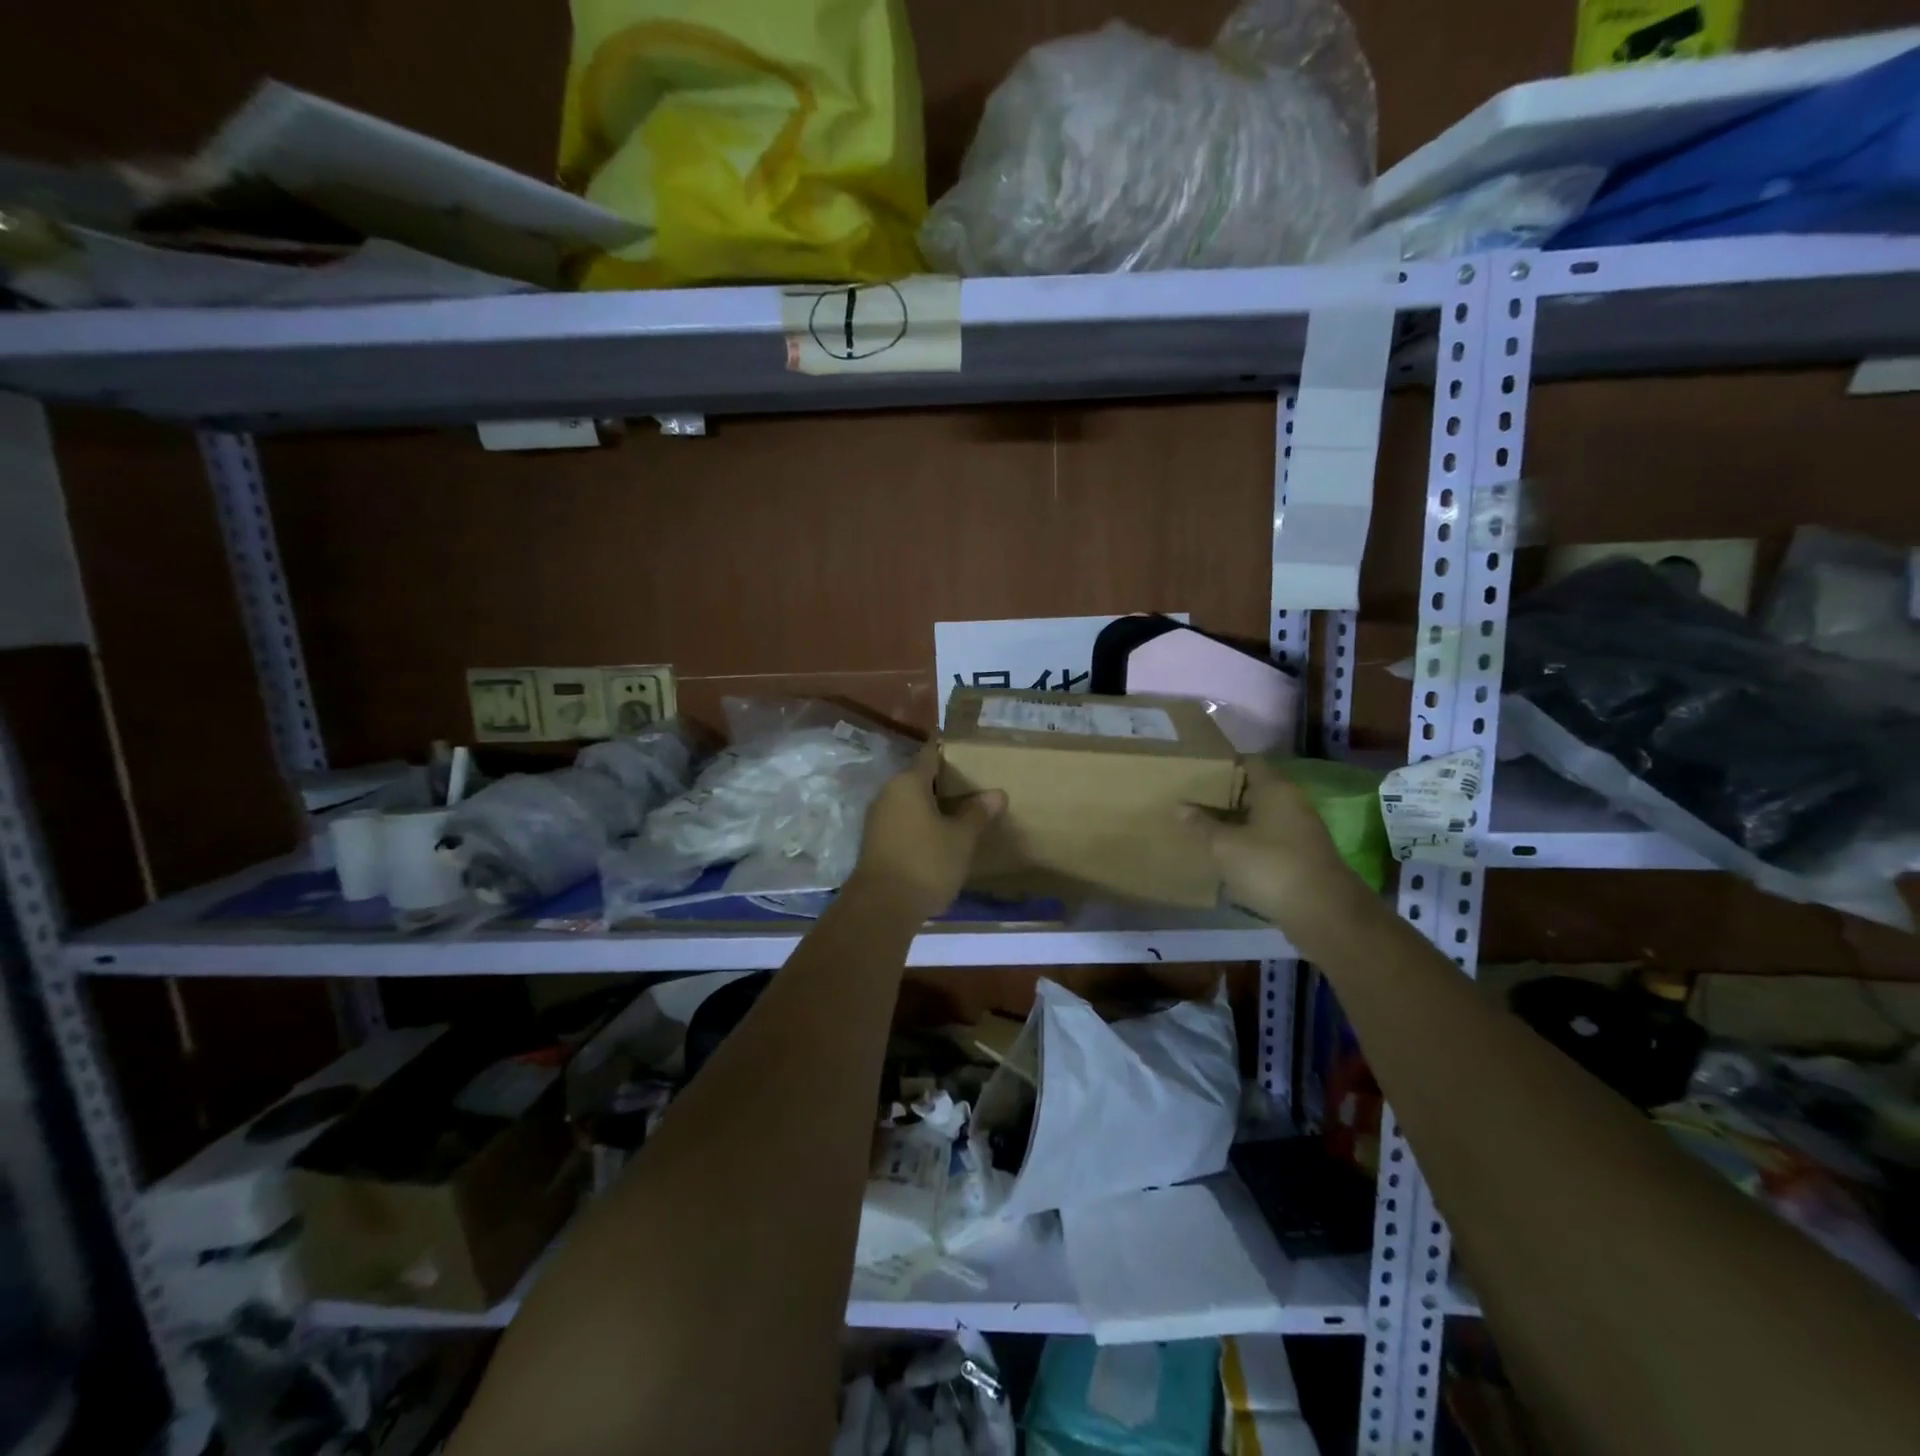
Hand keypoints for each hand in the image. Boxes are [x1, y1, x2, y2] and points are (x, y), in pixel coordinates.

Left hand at [851, 742, 1005, 920]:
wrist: (882, 907)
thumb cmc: (926, 863)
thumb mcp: (960, 838)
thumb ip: (977, 813)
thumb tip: (997, 793)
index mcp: (908, 782)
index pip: (930, 754)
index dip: (949, 750)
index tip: (969, 750)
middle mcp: (888, 793)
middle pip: (919, 778)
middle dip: (944, 781)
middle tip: (975, 785)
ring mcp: (878, 818)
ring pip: (910, 802)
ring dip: (932, 805)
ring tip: (962, 812)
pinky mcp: (875, 842)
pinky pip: (903, 821)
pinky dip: (921, 823)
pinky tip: (941, 836)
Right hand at [1185, 758, 1369, 933]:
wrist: (1324, 914)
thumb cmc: (1271, 867)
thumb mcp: (1225, 845)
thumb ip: (1201, 824)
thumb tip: (1179, 807)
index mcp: (1276, 789)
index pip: (1248, 762)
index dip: (1222, 765)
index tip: (1195, 774)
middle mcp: (1292, 803)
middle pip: (1254, 789)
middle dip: (1224, 796)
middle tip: (1192, 802)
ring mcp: (1300, 831)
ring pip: (1261, 817)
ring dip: (1235, 822)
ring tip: (1203, 828)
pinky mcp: (1302, 857)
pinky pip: (1269, 840)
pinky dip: (1248, 843)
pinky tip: (1226, 855)